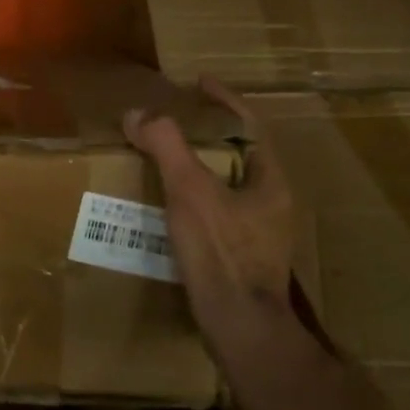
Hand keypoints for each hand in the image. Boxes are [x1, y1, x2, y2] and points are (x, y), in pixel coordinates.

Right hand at [123, 77, 293, 311]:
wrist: (240, 328)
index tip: (198, 82)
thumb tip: (137, 113)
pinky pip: (218, 210)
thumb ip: (166, 146)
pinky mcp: (243, 255)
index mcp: (271, 180)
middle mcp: (273, 202)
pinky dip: (194, 196)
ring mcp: (260, 231)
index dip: (224, 99)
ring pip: (229, 184)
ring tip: (166, 156)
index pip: (250, 124)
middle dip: (209, 132)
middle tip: (175, 118)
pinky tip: (169, 204)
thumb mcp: (190, 191)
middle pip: (241, 152)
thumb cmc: (221, 253)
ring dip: (200, 165)